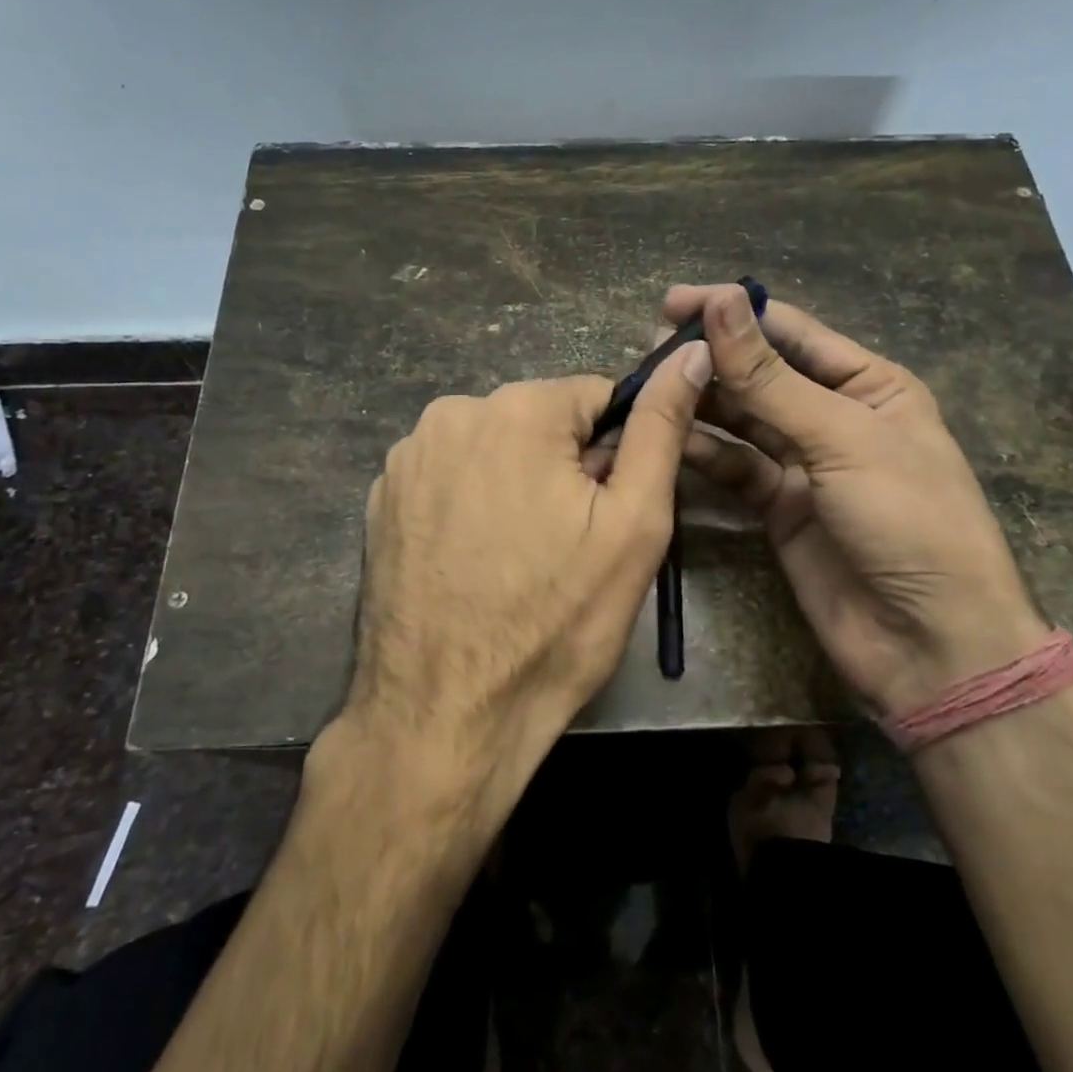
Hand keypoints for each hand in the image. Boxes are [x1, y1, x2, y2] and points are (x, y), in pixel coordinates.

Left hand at [342, 343, 711, 800]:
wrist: (444, 718)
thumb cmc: (556, 621)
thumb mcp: (634, 524)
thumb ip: (661, 427)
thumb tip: (690, 354)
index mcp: (515, 409)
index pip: (596, 396)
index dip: (617, 451)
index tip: (612, 510)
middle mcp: (450, 414)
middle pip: (541, 423)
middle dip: (566, 468)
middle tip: (571, 545)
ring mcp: (406, 459)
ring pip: (495, 450)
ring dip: (519, 486)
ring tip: (523, 560)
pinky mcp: (382, 501)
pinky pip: (451, 479)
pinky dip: (473, 506)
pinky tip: (477, 564)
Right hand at [668, 284, 1046, 716]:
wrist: (929, 644)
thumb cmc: (907, 521)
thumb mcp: (841, 438)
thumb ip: (770, 376)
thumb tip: (720, 299)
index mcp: (869, 384)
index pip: (790, 332)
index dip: (733, 312)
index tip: (671, 302)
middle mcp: (833, 416)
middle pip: (760, 373)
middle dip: (710, 358)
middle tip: (650, 349)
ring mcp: (804, 464)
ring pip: (741, 419)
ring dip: (700, 402)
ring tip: (648, 387)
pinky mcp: (778, 506)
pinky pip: (734, 467)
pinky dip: (703, 452)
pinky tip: (668, 438)